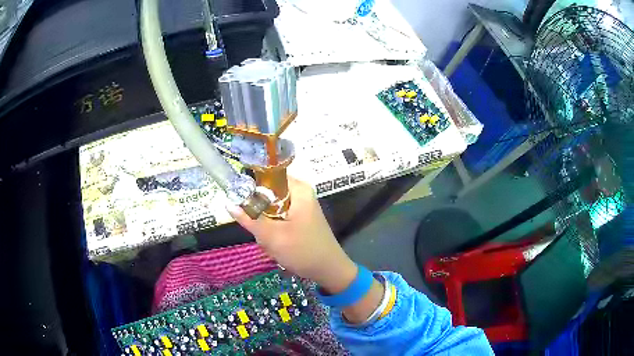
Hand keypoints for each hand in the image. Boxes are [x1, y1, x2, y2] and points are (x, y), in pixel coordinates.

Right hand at [227, 177, 384, 323]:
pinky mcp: (298, 218)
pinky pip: (277, 218)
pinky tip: (277, 244)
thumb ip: (249, 219)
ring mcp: (300, 206)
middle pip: (266, 193)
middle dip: (259, 213)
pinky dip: (273, 231)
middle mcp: (299, 193)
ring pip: (269, 208)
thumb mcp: (273, 236)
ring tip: (272, 241)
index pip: (267, 174)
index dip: (250, 184)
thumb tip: (228, 204)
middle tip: (261, 231)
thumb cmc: (303, 251)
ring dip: (265, 226)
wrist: (329, 270)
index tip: (240, 200)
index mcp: (298, 189)